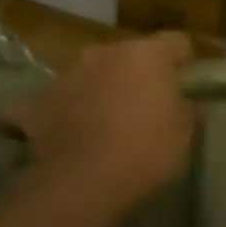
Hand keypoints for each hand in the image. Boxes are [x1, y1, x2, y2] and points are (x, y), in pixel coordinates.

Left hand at [8, 32, 199, 217]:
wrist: (83, 183)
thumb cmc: (146, 151)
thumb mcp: (185, 133)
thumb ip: (188, 107)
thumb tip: (186, 101)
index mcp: (147, 54)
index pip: (177, 42)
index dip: (185, 61)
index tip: (188, 84)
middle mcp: (105, 52)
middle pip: (129, 55)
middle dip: (138, 74)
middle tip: (146, 105)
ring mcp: (67, 74)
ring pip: (91, 74)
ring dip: (100, 89)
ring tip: (105, 122)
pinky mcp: (37, 102)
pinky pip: (54, 101)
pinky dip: (61, 112)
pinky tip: (66, 132)